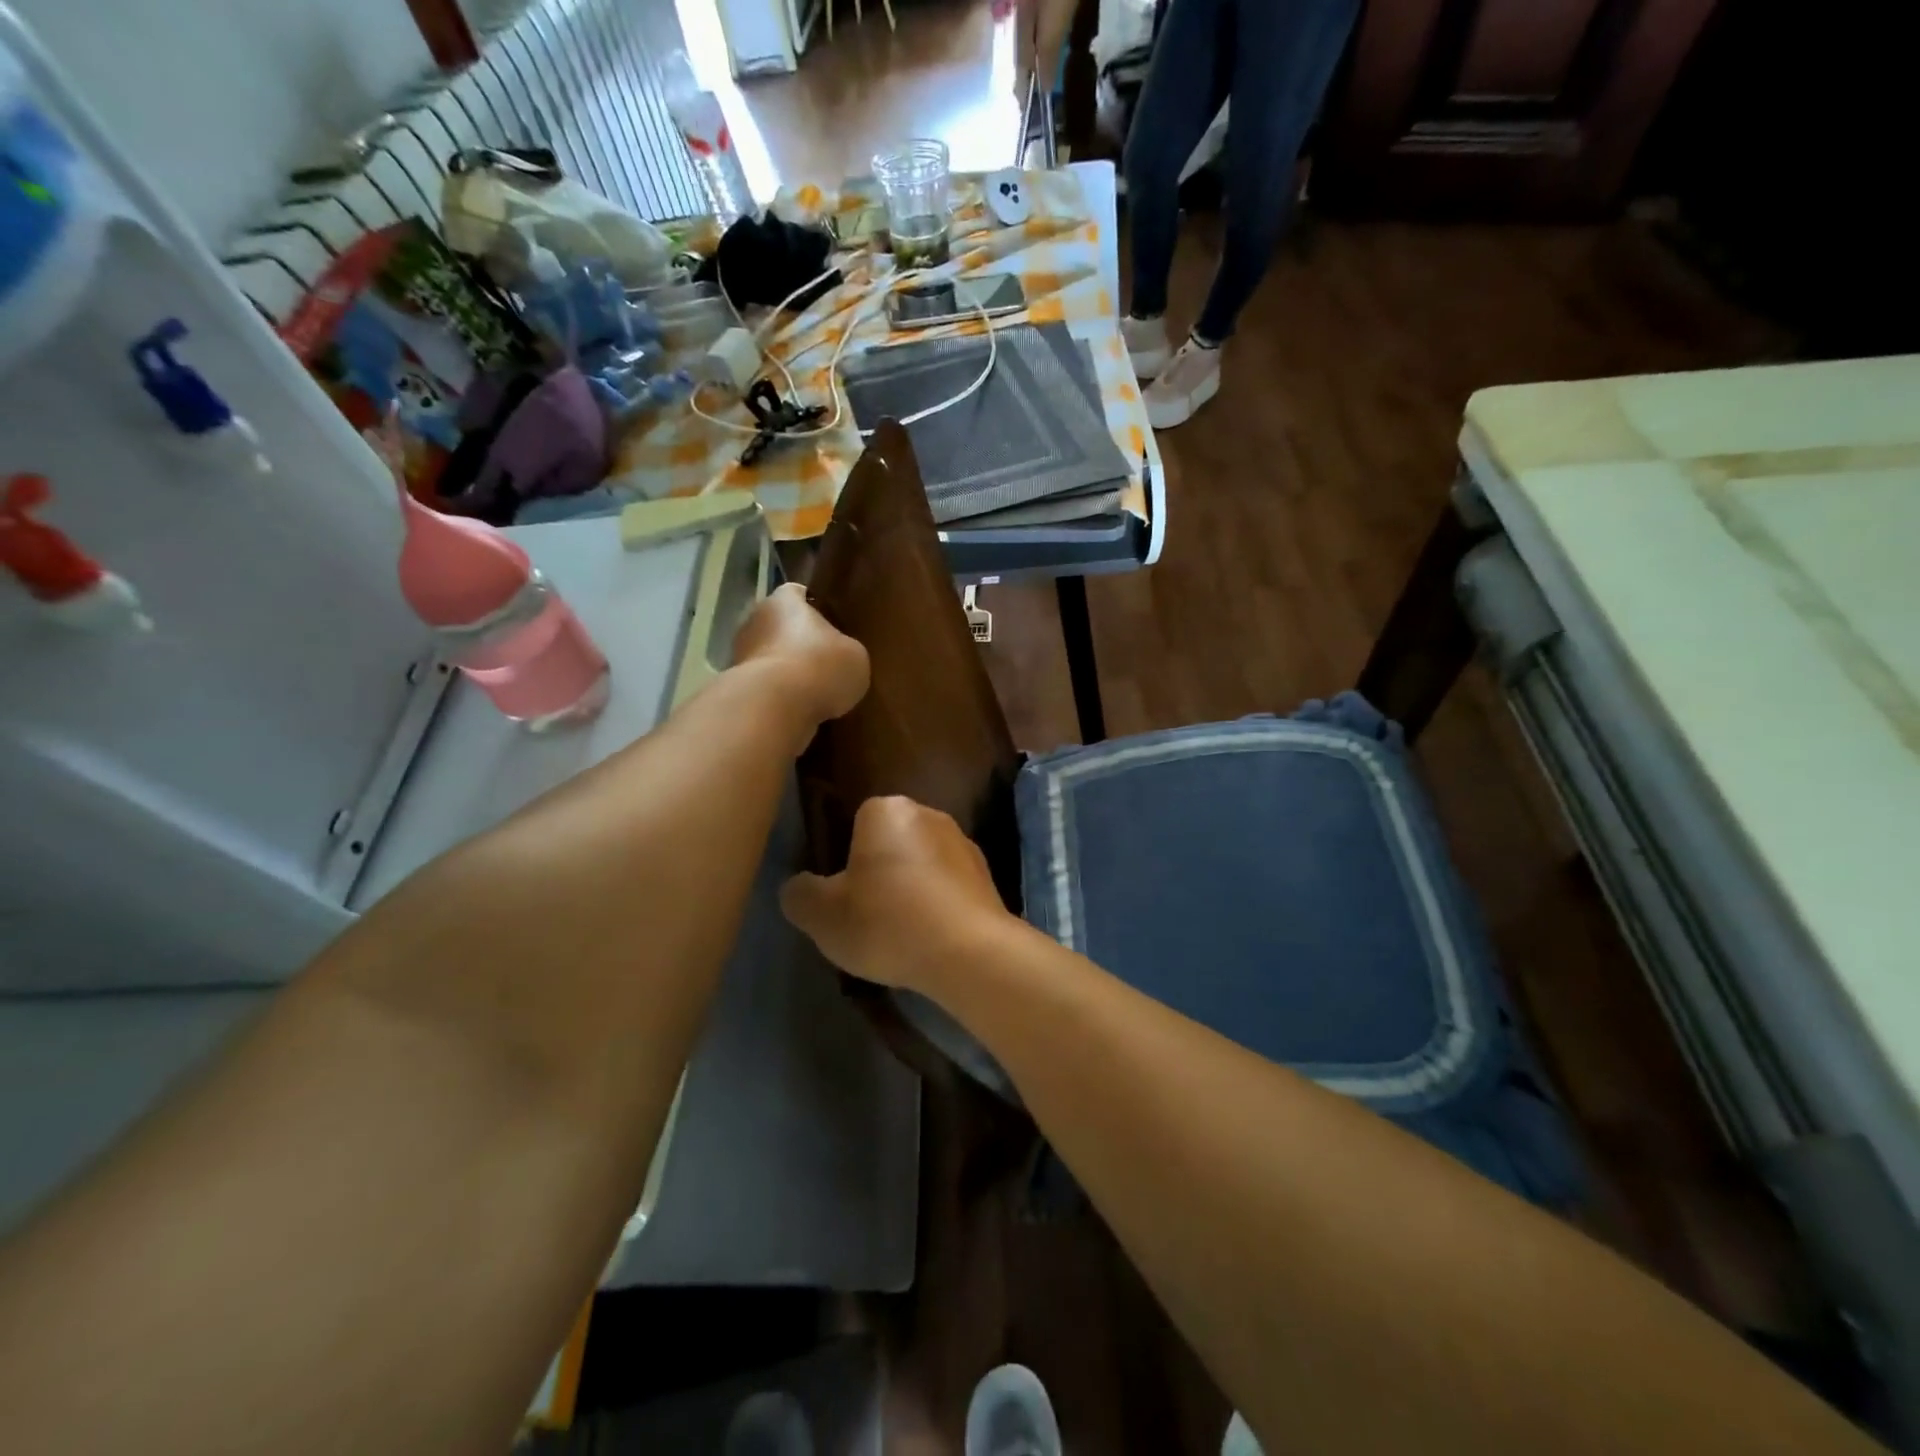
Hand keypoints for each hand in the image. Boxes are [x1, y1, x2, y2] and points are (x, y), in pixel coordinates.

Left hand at [733, 582, 870, 736]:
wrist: (776, 707)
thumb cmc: (820, 667)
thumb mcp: (855, 656)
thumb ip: (845, 650)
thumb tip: (840, 659)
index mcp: (784, 600)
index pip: (799, 595)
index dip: (815, 609)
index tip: (831, 627)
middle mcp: (755, 619)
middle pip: (780, 627)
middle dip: (798, 643)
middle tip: (824, 663)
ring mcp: (739, 653)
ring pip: (769, 657)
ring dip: (786, 672)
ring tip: (812, 693)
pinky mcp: (735, 686)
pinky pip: (762, 687)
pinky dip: (776, 696)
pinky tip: (796, 710)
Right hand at [781, 796, 1018, 994]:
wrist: (969, 954)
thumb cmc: (887, 922)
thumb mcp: (822, 915)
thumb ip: (800, 894)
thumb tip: (800, 888)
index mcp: (888, 810)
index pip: (856, 822)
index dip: (844, 858)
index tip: (842, 896)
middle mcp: (930, 815)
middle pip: (891, 843)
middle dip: (879, 873)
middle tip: (866, 918)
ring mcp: (965, 845)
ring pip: (922, 867)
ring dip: (910, 892)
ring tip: (900, 936)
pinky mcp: (988, 879)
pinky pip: (948, 890)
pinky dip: (937, 909)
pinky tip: (929, 941)